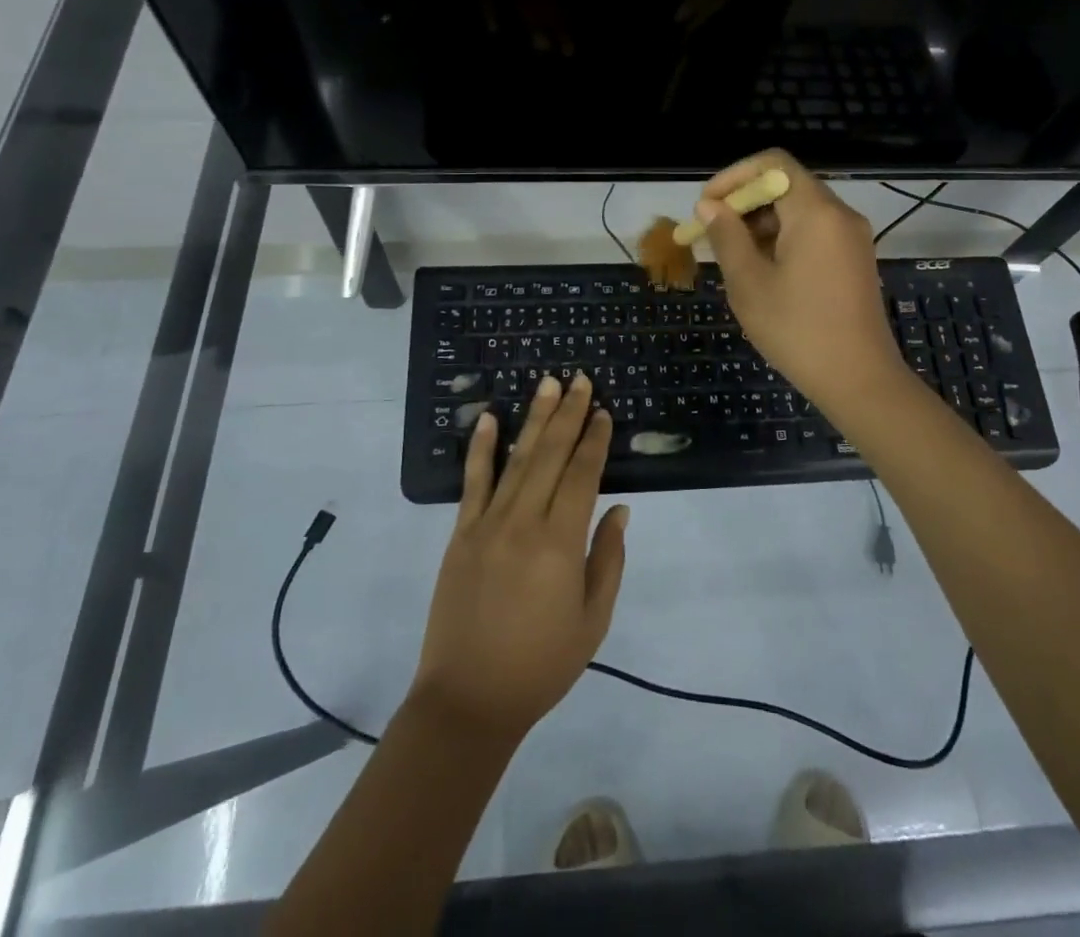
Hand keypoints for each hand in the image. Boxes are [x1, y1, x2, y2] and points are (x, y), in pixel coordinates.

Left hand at [411, 374, 628, 743]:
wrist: (468, 700)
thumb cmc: (541, 664)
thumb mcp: (593, 620)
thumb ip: (608, 559)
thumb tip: (618, 509)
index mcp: (560, 542)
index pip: (583, 474)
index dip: (594, 440)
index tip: (603, 411)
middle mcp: (524, 521)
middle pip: (551, 455)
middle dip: (568, 414)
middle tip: (579, 379)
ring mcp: (488, 524)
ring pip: (516, 459)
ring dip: (534, 419)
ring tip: (547, 384)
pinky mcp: (461, 534)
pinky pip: (472, 482)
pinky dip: (480, 448)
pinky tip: (487, 418)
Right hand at [696, 150, 905, 411]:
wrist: (860, 381)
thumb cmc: (798, 330)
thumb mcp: (749, 283)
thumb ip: (727, 237)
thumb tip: (709, 206)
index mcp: (816, 212)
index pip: (773, 163)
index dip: (734, 176)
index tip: (707, 206)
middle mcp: (840, 214)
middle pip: (787, 185)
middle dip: (744, 203)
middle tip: (712, 234)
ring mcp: (852, 237)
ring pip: (799, 210)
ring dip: (761, 223)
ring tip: (732, 257)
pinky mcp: (855, 259)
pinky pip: (814, 232)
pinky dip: (783, 239)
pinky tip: (762, 271)